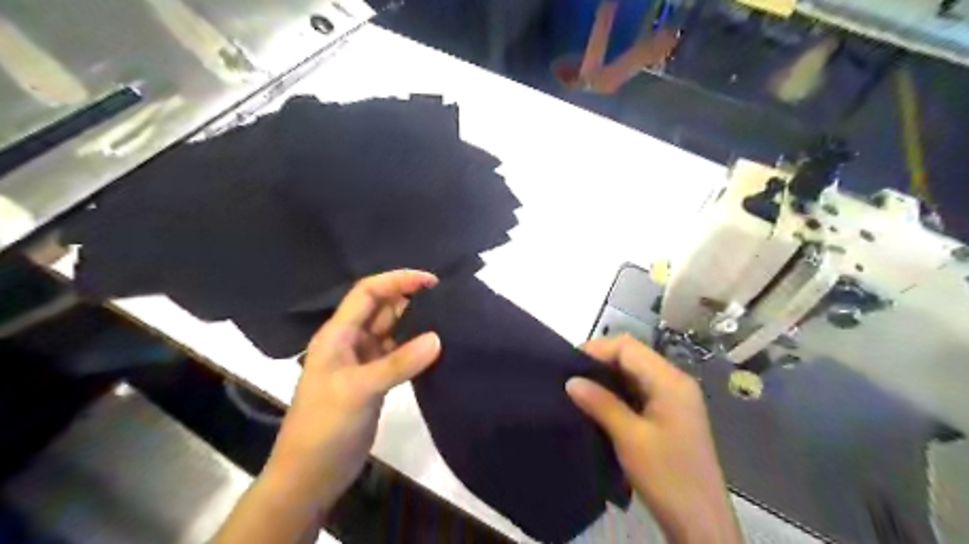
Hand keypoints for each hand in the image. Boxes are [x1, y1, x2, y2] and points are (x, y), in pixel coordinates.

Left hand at [265, 272, 441, 513]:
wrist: (310, 475)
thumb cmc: (324, 427)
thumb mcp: (359, 390)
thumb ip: (398, 363)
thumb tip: (438, 338)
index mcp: (338, 335)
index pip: (368, 293)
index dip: (397, 280)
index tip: (431, 281)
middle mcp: (350, 342)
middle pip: (382, 309)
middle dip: (410, 300)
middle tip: (446, 301)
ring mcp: (363, 362)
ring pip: (392, 332)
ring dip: (415, 325)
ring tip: (448, 321)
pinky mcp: (374, 381)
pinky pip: (397, 355)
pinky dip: (415, 349)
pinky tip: (436, 349)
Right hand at [565, 336, 738, 543]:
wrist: (701, 523)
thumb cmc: (667, 477)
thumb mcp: (630, 438)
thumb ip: (601, 403)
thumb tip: (571, 380)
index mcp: (670, 380)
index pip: (628, 347)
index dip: (597, 349)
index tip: (569, 365)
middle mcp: (674, 382)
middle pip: (632, 356)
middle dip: (600, 362)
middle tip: (570, 377)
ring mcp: (674, 398)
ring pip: (634, 373)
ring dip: (607, 378)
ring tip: (579, 389)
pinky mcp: (669, 414)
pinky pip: (639, 391)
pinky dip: (617, 392)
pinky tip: (598, 404)